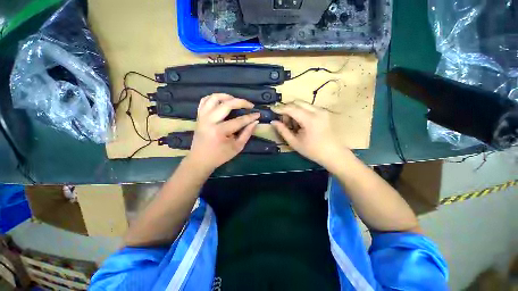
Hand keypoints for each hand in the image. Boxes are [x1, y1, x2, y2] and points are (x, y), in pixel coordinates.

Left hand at [186, 94, 259, 171]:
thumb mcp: (237, 147)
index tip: (258, 114)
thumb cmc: (220, 156)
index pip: (239, 120)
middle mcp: (210, 121)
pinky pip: (205, 100)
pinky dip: (214, 98)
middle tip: (250, 105)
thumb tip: (255, 122)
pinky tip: (222, 101)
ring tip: (236, 100)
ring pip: (214, 98)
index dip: (250, 117)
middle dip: (241, 102)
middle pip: (227, 104)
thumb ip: (247, 134)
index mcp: (220, 131)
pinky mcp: (199, 116)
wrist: (200, 160)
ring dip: (227, 96)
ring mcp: (202, 117)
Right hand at [271, 101, 346, 166]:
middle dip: (287, 109)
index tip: (271, 109)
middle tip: (283, 120)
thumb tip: (273, 122)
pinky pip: (308, 107)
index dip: (280, 108)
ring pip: (302, 104)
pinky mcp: (324, 112)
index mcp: (310, 120)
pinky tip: (300, 123)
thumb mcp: (295, 143)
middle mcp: (317, 111)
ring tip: (292, 124)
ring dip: (294, 110)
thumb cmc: (313, 151)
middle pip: (297, 102)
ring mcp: (322, 110)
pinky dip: (301, 112)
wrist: (333, 154)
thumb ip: (283, 131)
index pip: (291, 109)